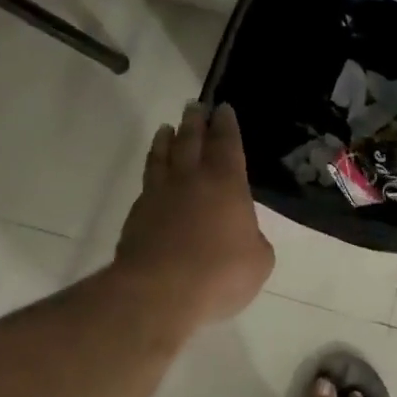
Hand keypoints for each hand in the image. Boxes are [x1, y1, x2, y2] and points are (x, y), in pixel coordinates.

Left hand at [114, 102, 274, 324]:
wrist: (158, 291)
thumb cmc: (219, 273)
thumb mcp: (258, 261)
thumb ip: (254, 240)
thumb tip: (243, 235)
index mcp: (226, 183)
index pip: (227, 144)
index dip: (226, 125)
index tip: (223, 109)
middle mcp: (191, 179)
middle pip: (192, 140)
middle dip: (195, 121)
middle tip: (194, 105)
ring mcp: (160, 194)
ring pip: (163, 156)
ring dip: (166, 139)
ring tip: (166, 128)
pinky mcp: (138, 213)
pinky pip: (147, 181)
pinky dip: (152, 168)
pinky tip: (153, 172)